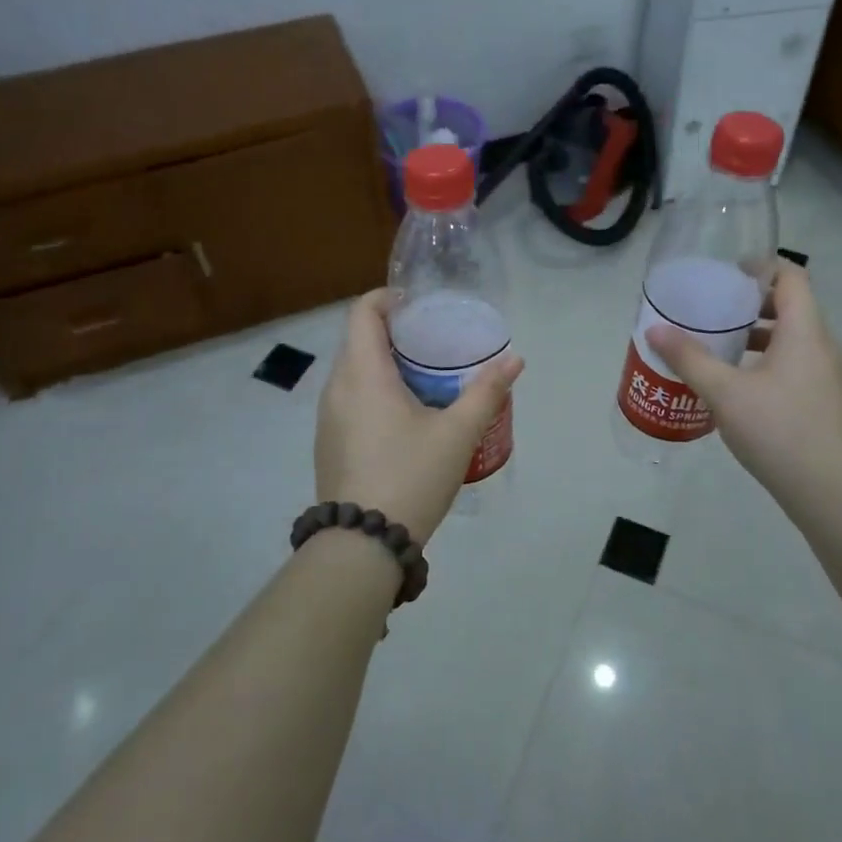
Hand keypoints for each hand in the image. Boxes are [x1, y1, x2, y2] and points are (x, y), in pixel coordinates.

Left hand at [315, 290, 523, 544]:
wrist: (363, 543)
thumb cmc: (411, 476)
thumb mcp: (457, 433)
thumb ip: (486, 392)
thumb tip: (514, 359)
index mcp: (363, 374)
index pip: (363, 312)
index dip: (388, 298)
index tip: (418, 304)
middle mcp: (336, 388)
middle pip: (358, 340)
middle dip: (394, 333)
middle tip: (434, 342)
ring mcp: (327, 418)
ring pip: (353, 373)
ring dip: (384, 365)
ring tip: (424, 378)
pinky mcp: (328, 443)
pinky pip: (349, 400)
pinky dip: (374, 392)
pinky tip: (404, 418)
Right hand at [648, 264, 841, 516]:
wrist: (827, 488)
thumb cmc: (777, 429)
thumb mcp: (723, 391)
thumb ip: (689, 358)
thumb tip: (655, 330)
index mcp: (804, 330)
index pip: (791, 276)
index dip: (761, 266)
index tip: (726, 274)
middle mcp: (822, 344)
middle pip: (792, 305)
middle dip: (752, 301)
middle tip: (714, 308)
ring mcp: (827, 374)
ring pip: (793, 337)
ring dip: (759, 333)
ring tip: (720, 344)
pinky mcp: (824, 399)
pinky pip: (795, 362)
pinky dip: (768, 358)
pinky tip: (738, 383)